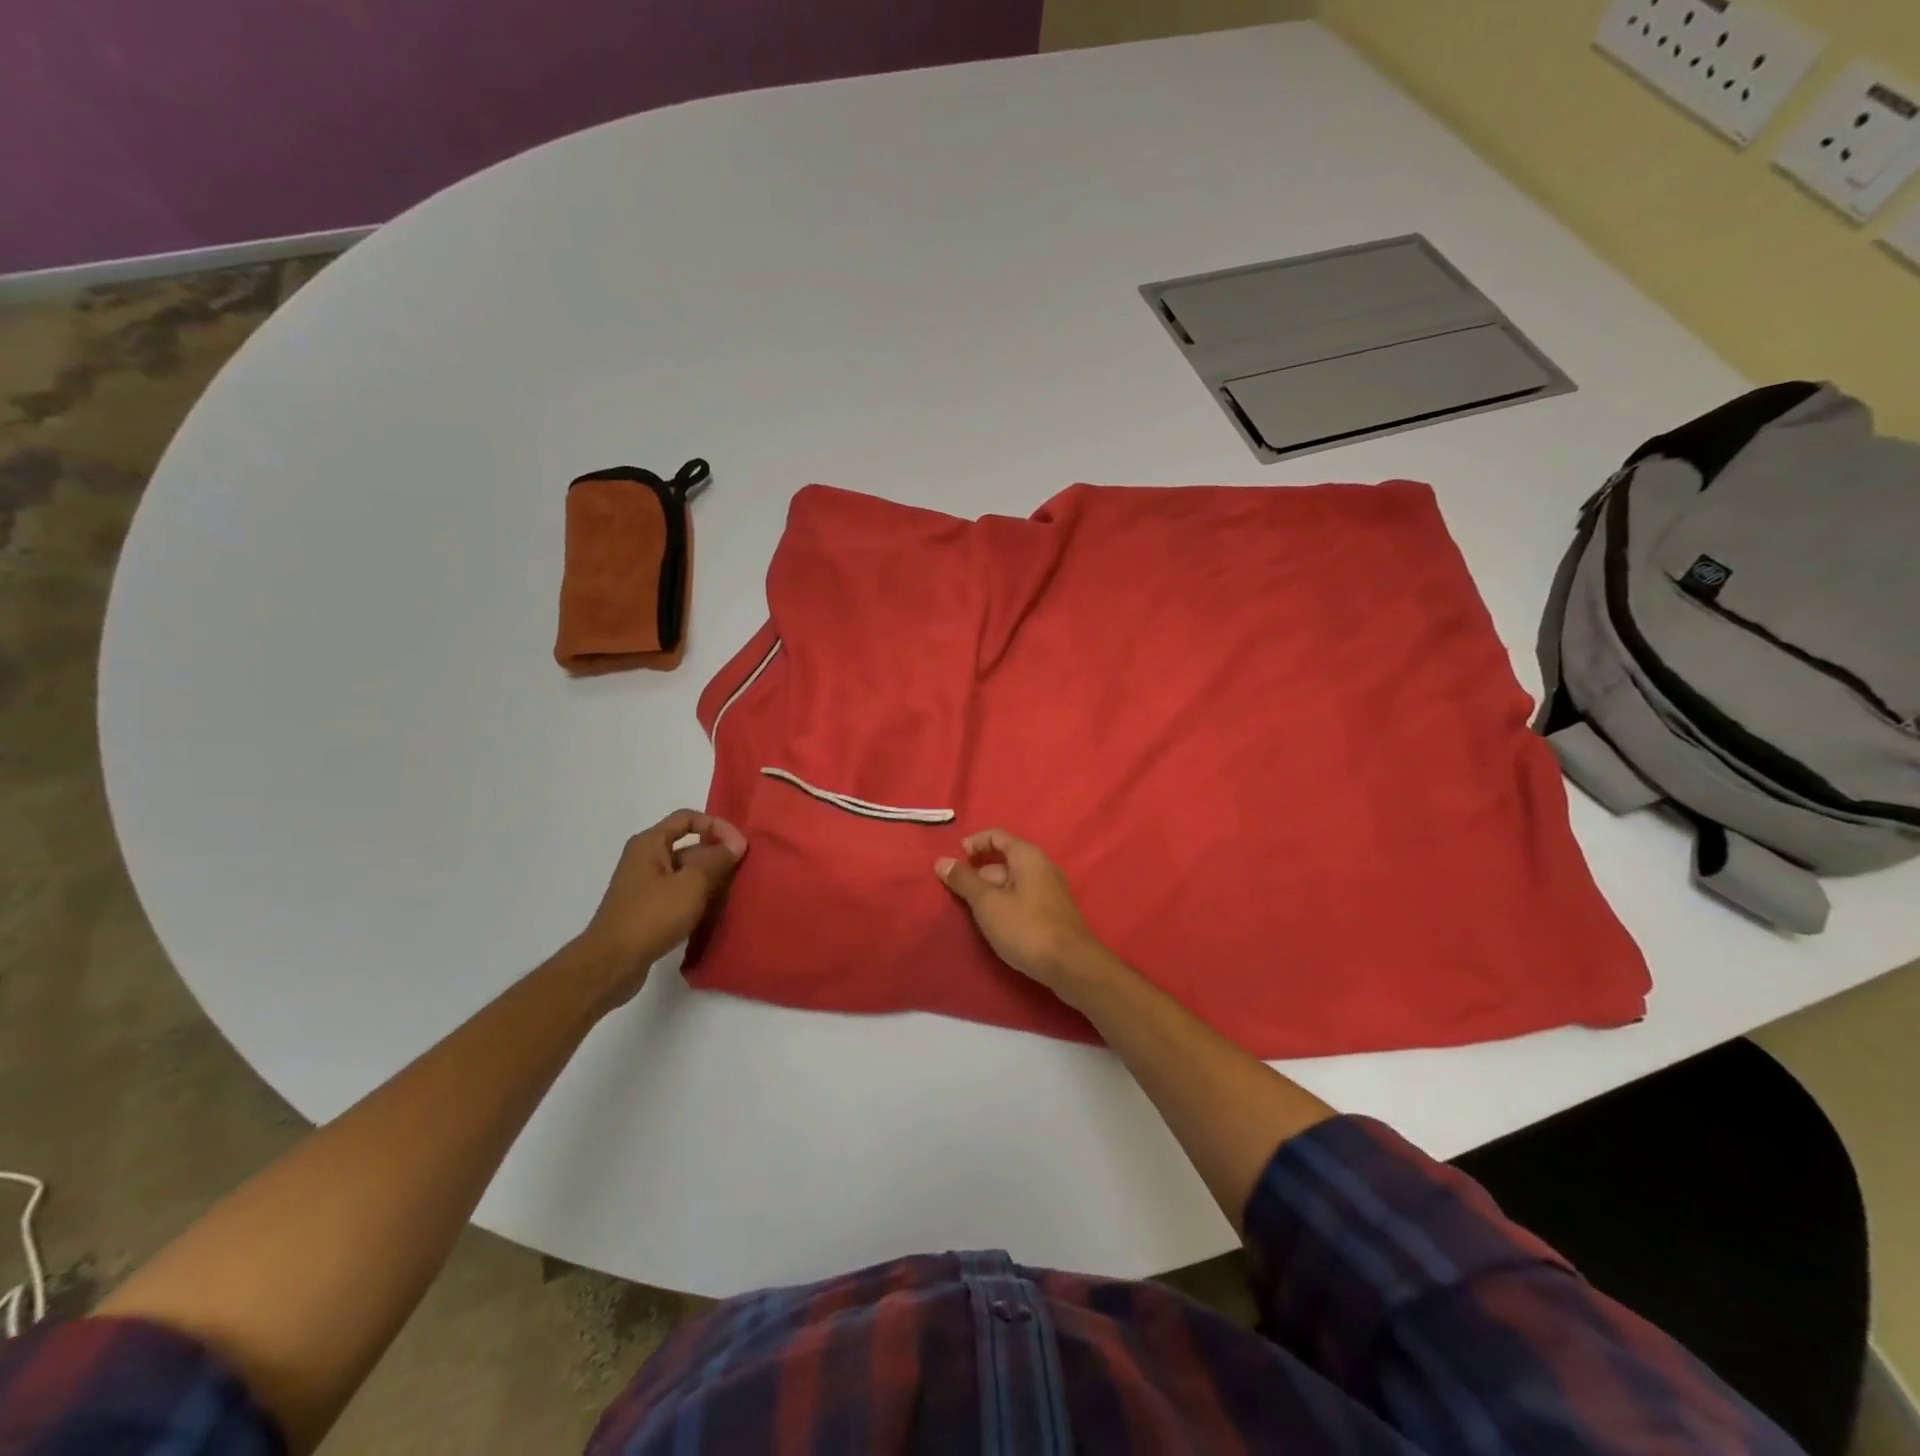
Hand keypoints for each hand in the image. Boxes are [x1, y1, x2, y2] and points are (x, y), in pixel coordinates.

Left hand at [577, 810, 746, 1000]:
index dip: (716, 825)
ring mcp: (644, 885)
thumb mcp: (692, 883)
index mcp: (650, 843)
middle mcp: (644, 858)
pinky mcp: (646, 909)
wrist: (612, 963)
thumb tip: (737, 843)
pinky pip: (678, 893)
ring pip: (685, 872)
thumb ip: (717, 859)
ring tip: (732, 891)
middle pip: (688, 845)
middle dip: (716, 854)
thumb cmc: (652, 915)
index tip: (739, 845)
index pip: (688, 818)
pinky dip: (696, 897)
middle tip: (742, 871)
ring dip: (709, 878)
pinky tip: (713, 911)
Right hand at [935, 829, 1109, 995]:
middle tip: (957, 895)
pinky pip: (1022, 897)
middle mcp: (1042, 866)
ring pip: (1012, 882)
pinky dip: (1005, 904)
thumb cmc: (1026, 928)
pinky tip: (995, 924)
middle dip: (978, 874)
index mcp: (1027, 856)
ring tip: (971, 913)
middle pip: (1004, 860)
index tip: (954, 861)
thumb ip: (964, 880)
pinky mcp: (1053, 912)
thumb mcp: (988, 903)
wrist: (1071, 965)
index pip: (996, 836)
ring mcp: (1050, 890)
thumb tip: (942, 861)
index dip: (974, 844)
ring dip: (990, 892)